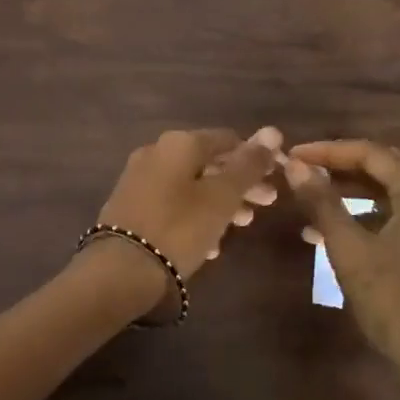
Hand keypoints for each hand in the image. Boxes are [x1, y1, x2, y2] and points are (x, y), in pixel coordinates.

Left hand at [91, 127, 284, 283]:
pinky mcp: (130, 206)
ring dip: (220, 202)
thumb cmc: (180, 227)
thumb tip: (272, 131)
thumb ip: (248, 165)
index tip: (277, 178)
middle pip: (208, 163)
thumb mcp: (222, 197)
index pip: (228, 139)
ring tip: (241, 226)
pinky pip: (172, 204)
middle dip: (240, 183)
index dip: (256, 156)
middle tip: (266, 204)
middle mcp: (156, 153)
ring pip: (191, 185)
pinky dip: (195, 216)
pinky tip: (209, 244)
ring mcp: (139, 179)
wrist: (122, 268)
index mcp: (179, 143)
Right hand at [284, 140, 399, 396]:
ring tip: (313, 207)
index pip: (373, 154)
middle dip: (342, 169)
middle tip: (304, 173)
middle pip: (387, 171)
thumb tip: (295, 166)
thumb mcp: (349, 249)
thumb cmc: (394, 301)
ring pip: (395, 198)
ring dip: (354, 197)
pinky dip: (371, 220)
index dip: (329, 150)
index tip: (294, 156)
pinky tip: (341, 238)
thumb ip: (321, 202)